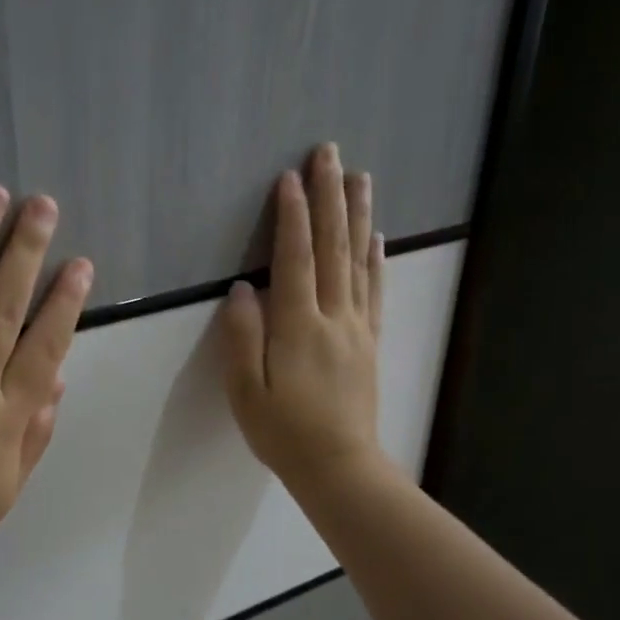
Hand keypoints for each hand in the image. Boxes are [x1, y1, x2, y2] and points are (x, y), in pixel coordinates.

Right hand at [219, 144, 384, 494]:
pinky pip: (374, 292)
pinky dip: (376, 261)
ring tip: (360, 178)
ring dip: (358, 217)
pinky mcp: (369, 343)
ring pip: (358, 262)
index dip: (292, 216)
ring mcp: (356, 328)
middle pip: (331, 248)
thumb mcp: (246, 392)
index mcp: (297, 328)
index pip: (294, 260)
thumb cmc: (283, 433)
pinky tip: (377, 239)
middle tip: (329, 153)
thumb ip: (242, 338)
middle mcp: (333, 318)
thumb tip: (242, 289)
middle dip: (329, 198)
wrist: (338, 466)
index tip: (290, 177)